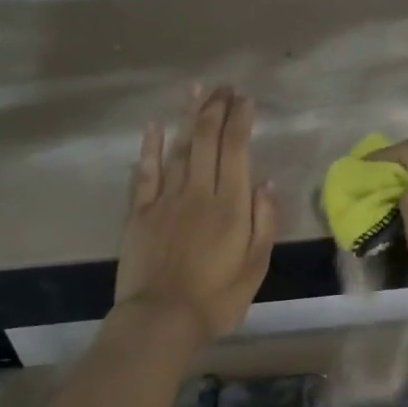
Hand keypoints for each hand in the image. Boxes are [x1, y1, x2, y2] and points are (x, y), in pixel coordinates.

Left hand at [115, 86, 278, 344]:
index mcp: (231, 205)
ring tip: (197, 90)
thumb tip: (266, 183)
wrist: (162, 319)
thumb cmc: (217, 299)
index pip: (237, 150)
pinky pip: (145, 172)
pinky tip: (154, 127)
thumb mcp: (256, 267)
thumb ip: (264, 222)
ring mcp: (166, 199)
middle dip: (216, 108)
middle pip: (207, 140)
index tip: (246, 99)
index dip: (241, 120)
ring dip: (188, 117)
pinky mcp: (140, 212)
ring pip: (178, 147)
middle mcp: (199, 192)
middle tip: (224, 87)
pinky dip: (150, 147)